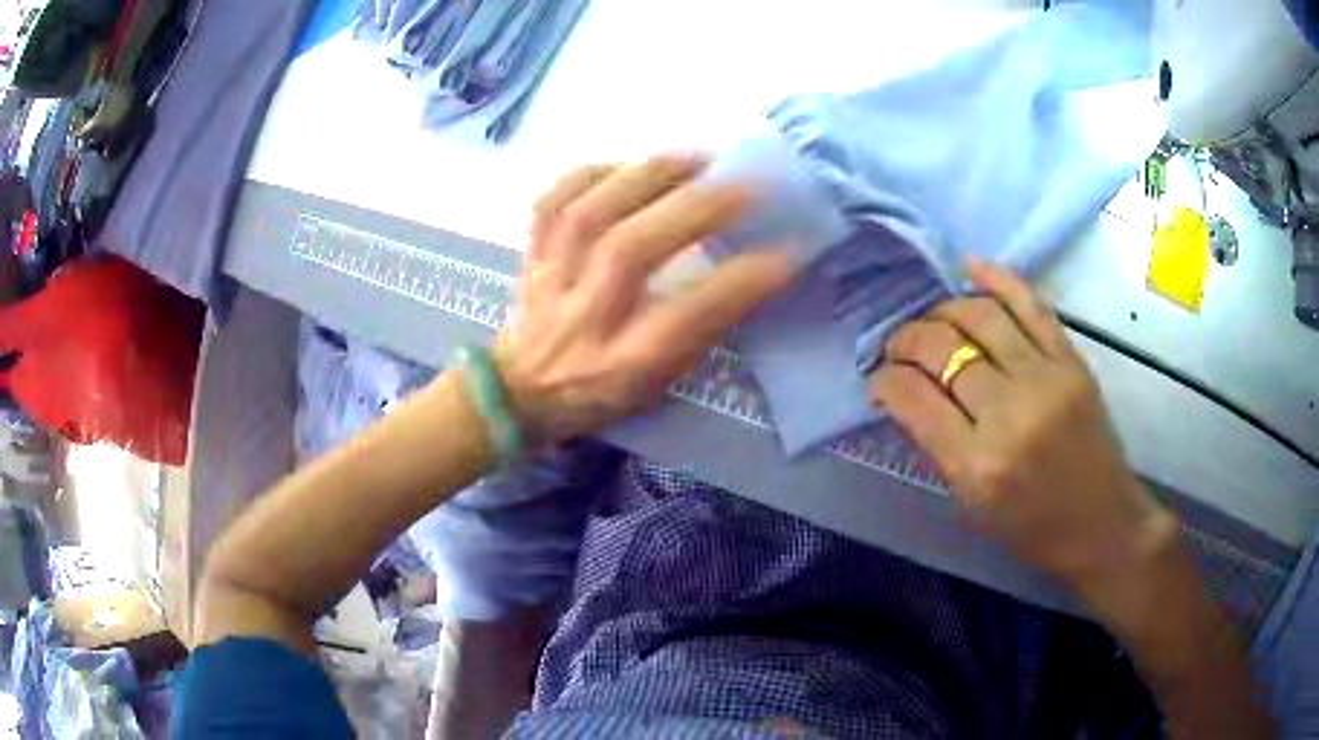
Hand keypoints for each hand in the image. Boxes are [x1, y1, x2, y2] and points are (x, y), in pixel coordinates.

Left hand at [496, 156, 792, 445]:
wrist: (517, 393)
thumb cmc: (598, 393)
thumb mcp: (656, 384)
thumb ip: (696, 334)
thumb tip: (747, 275)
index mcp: (623, 362)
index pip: (686, 317)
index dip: (738, 282)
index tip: (786, 252)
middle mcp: (586, 318)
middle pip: (631, 250)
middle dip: (694, 209)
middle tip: (743, 184)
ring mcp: (552, 281)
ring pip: (589, 215)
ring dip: (646, 176)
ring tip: (693, 158)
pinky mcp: (531, 255)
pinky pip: (551, 202)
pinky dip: (589, 173)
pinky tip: (626, 163)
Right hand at [869, 256, 1177, 598]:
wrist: (1102, 524)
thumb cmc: (1031, 529)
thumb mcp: (970, 505)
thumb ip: (937, 446)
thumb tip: (906, 396)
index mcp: (977, 465)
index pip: (914, 398)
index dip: (885, 380)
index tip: (879, 379)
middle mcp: (1010, 414)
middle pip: (943, 349)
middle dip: (907, 340)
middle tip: (897, 348)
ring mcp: (1046, 379)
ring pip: (981, 316)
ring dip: (944, 310)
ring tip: (932, 321)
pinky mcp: (1073, 361)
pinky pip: (1031, 305)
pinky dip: (997, 279)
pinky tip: (970, 268)